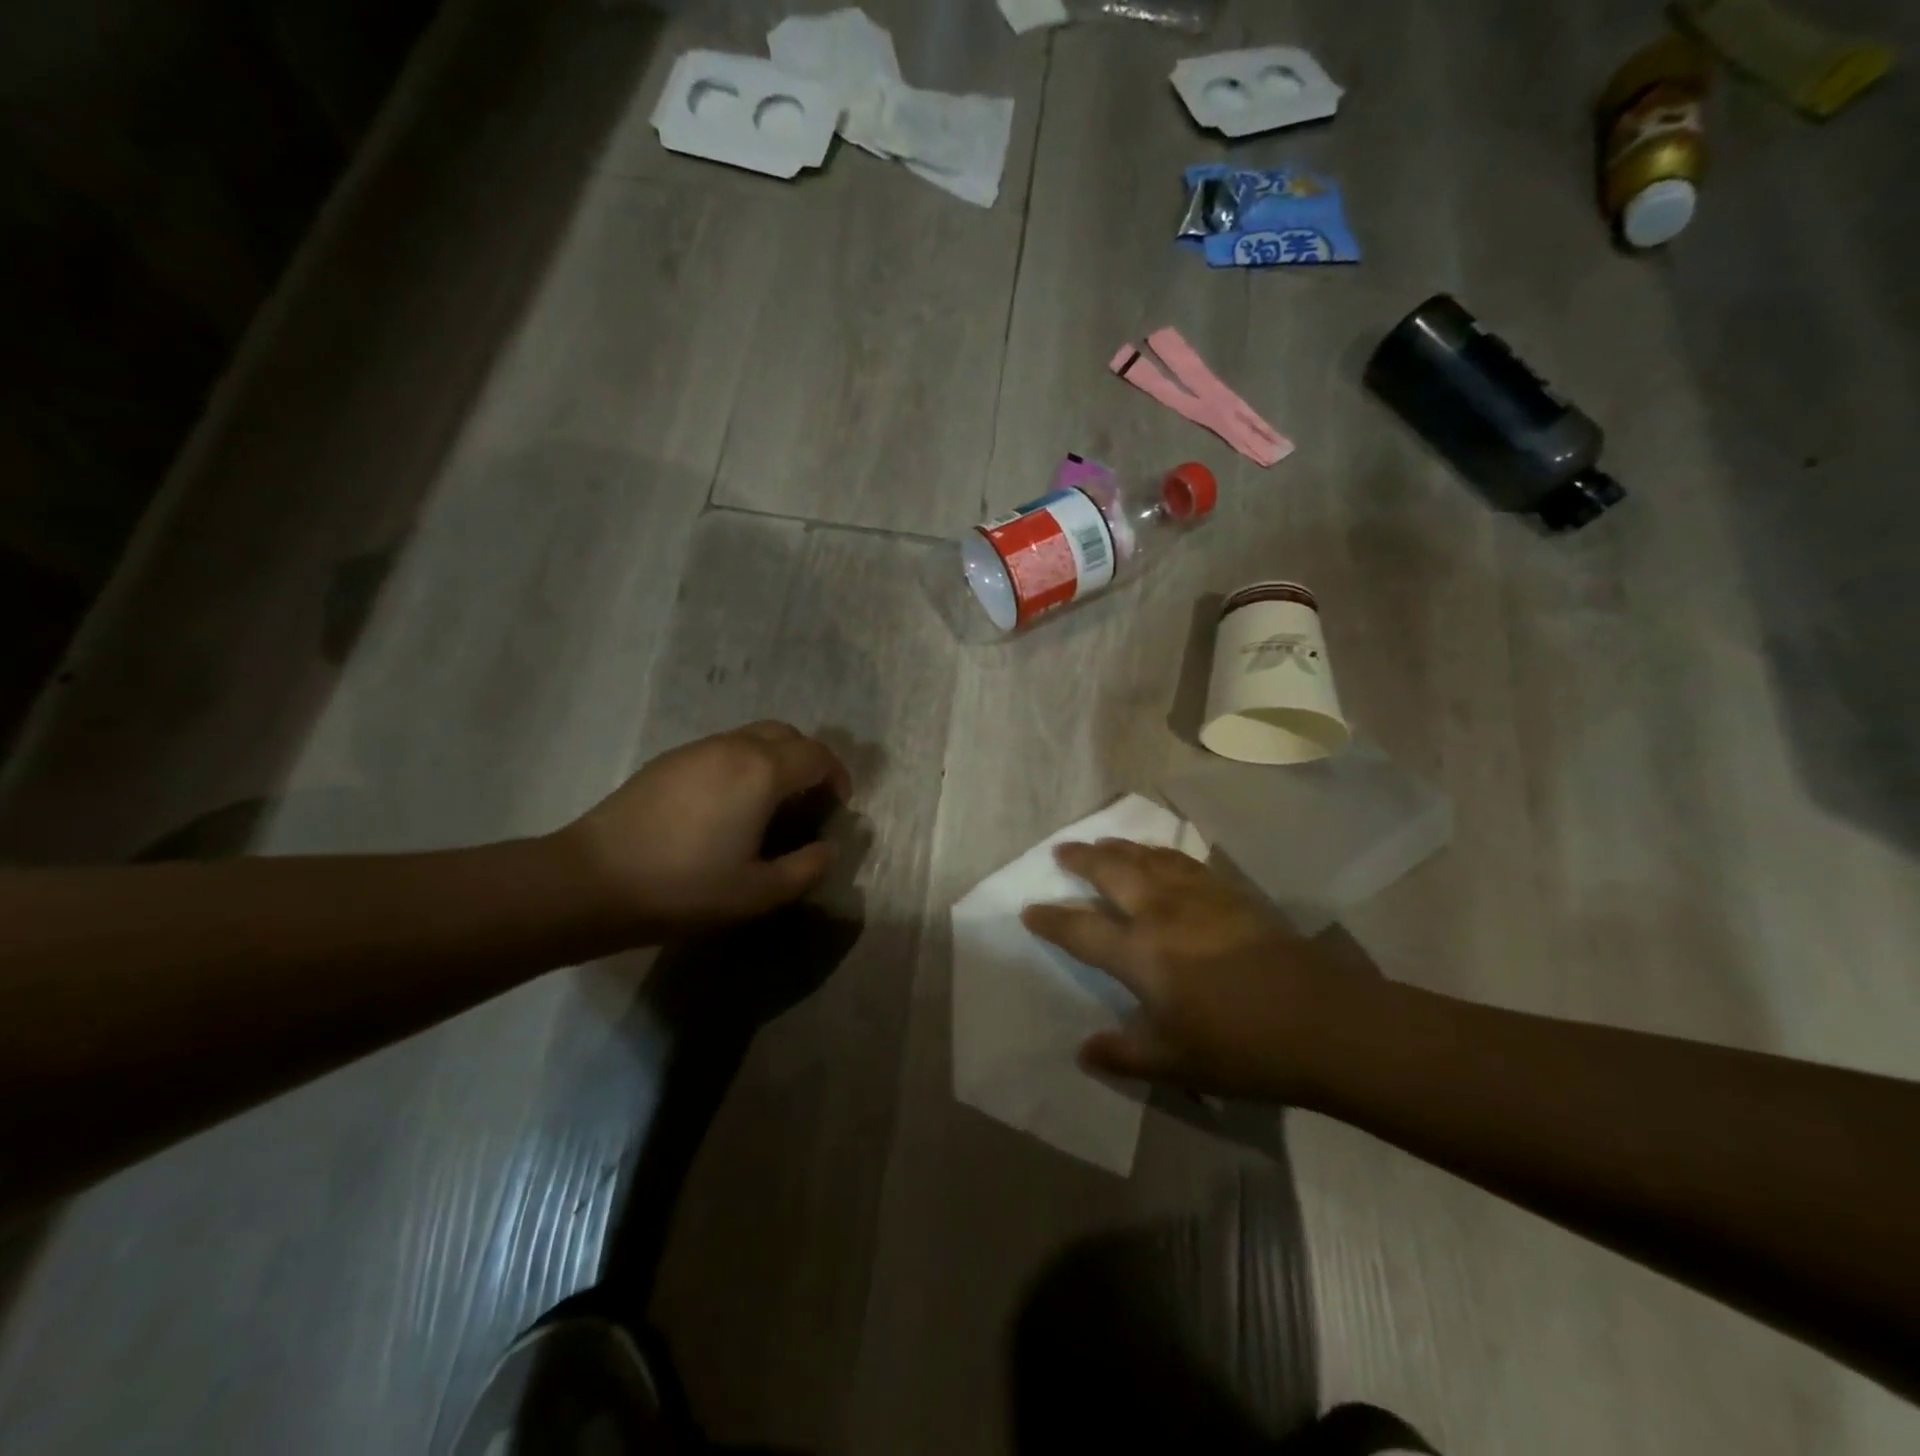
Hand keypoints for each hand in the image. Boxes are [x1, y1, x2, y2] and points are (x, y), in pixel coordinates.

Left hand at [557, 722, 851, 937]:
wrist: (592, 880)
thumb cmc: (685, 886)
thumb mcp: (758, 892)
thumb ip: (806, 868)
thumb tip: (829, 849)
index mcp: (762, 771)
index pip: (817, 754)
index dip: (837, 776)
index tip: (838, 806)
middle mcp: (733, 747)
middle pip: (786, 734)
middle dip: (807, 760)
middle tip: (807, 800)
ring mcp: (695, 749)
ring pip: (750, 738)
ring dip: (772, 761)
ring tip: (767, 805)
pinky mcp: (666, 761)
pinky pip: (720, 750)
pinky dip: (740, 765)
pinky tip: (724, 807)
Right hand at [1021, 839, 1385, 1102]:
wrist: (1323, 1021)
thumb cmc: (1242, 1047)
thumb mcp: (1175, 1064)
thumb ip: (1124, 1055)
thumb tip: (1083, 1051)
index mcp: (1141, 952)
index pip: (1081, 929)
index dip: (1051, 919)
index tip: (1029, 910)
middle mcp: (1162, 912)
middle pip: (1112, 871)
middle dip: (1081, 859)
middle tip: (1062, 850)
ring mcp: (1198, 896)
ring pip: (1148, 857)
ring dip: (1119, 847)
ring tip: (1102, 842)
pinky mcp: (1231, 892)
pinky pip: (1183, 860)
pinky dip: (1160, 852)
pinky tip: (1161, 855)